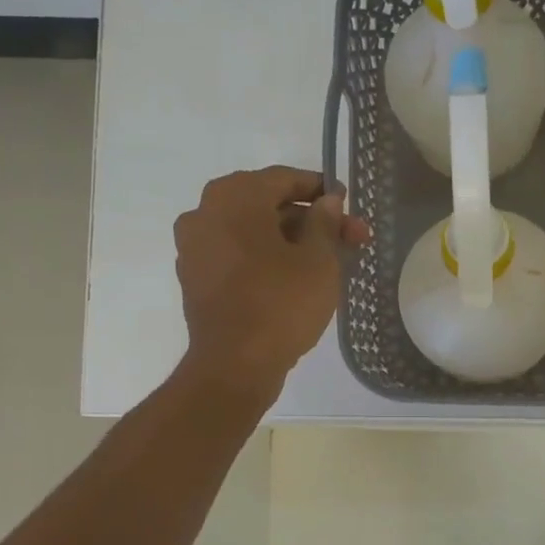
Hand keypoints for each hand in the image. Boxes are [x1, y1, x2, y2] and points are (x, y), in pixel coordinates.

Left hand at [173, 166, 368, 398]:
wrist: (235, 365)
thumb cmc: (281, 304)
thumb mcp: (318, 260)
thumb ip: (324, 222)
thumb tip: (328, 200)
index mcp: (234, 197)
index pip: (284, 179)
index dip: (321, 189)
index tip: (348, 205)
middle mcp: (205, 212)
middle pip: (267, 205)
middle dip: (311, 220)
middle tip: (350, 239)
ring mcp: (195, 247)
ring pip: (252, 231)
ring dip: (290, 240)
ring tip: (328, 261)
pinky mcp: (195, 278)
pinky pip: (237, 255)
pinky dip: (265, 258)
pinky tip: (294, 277)